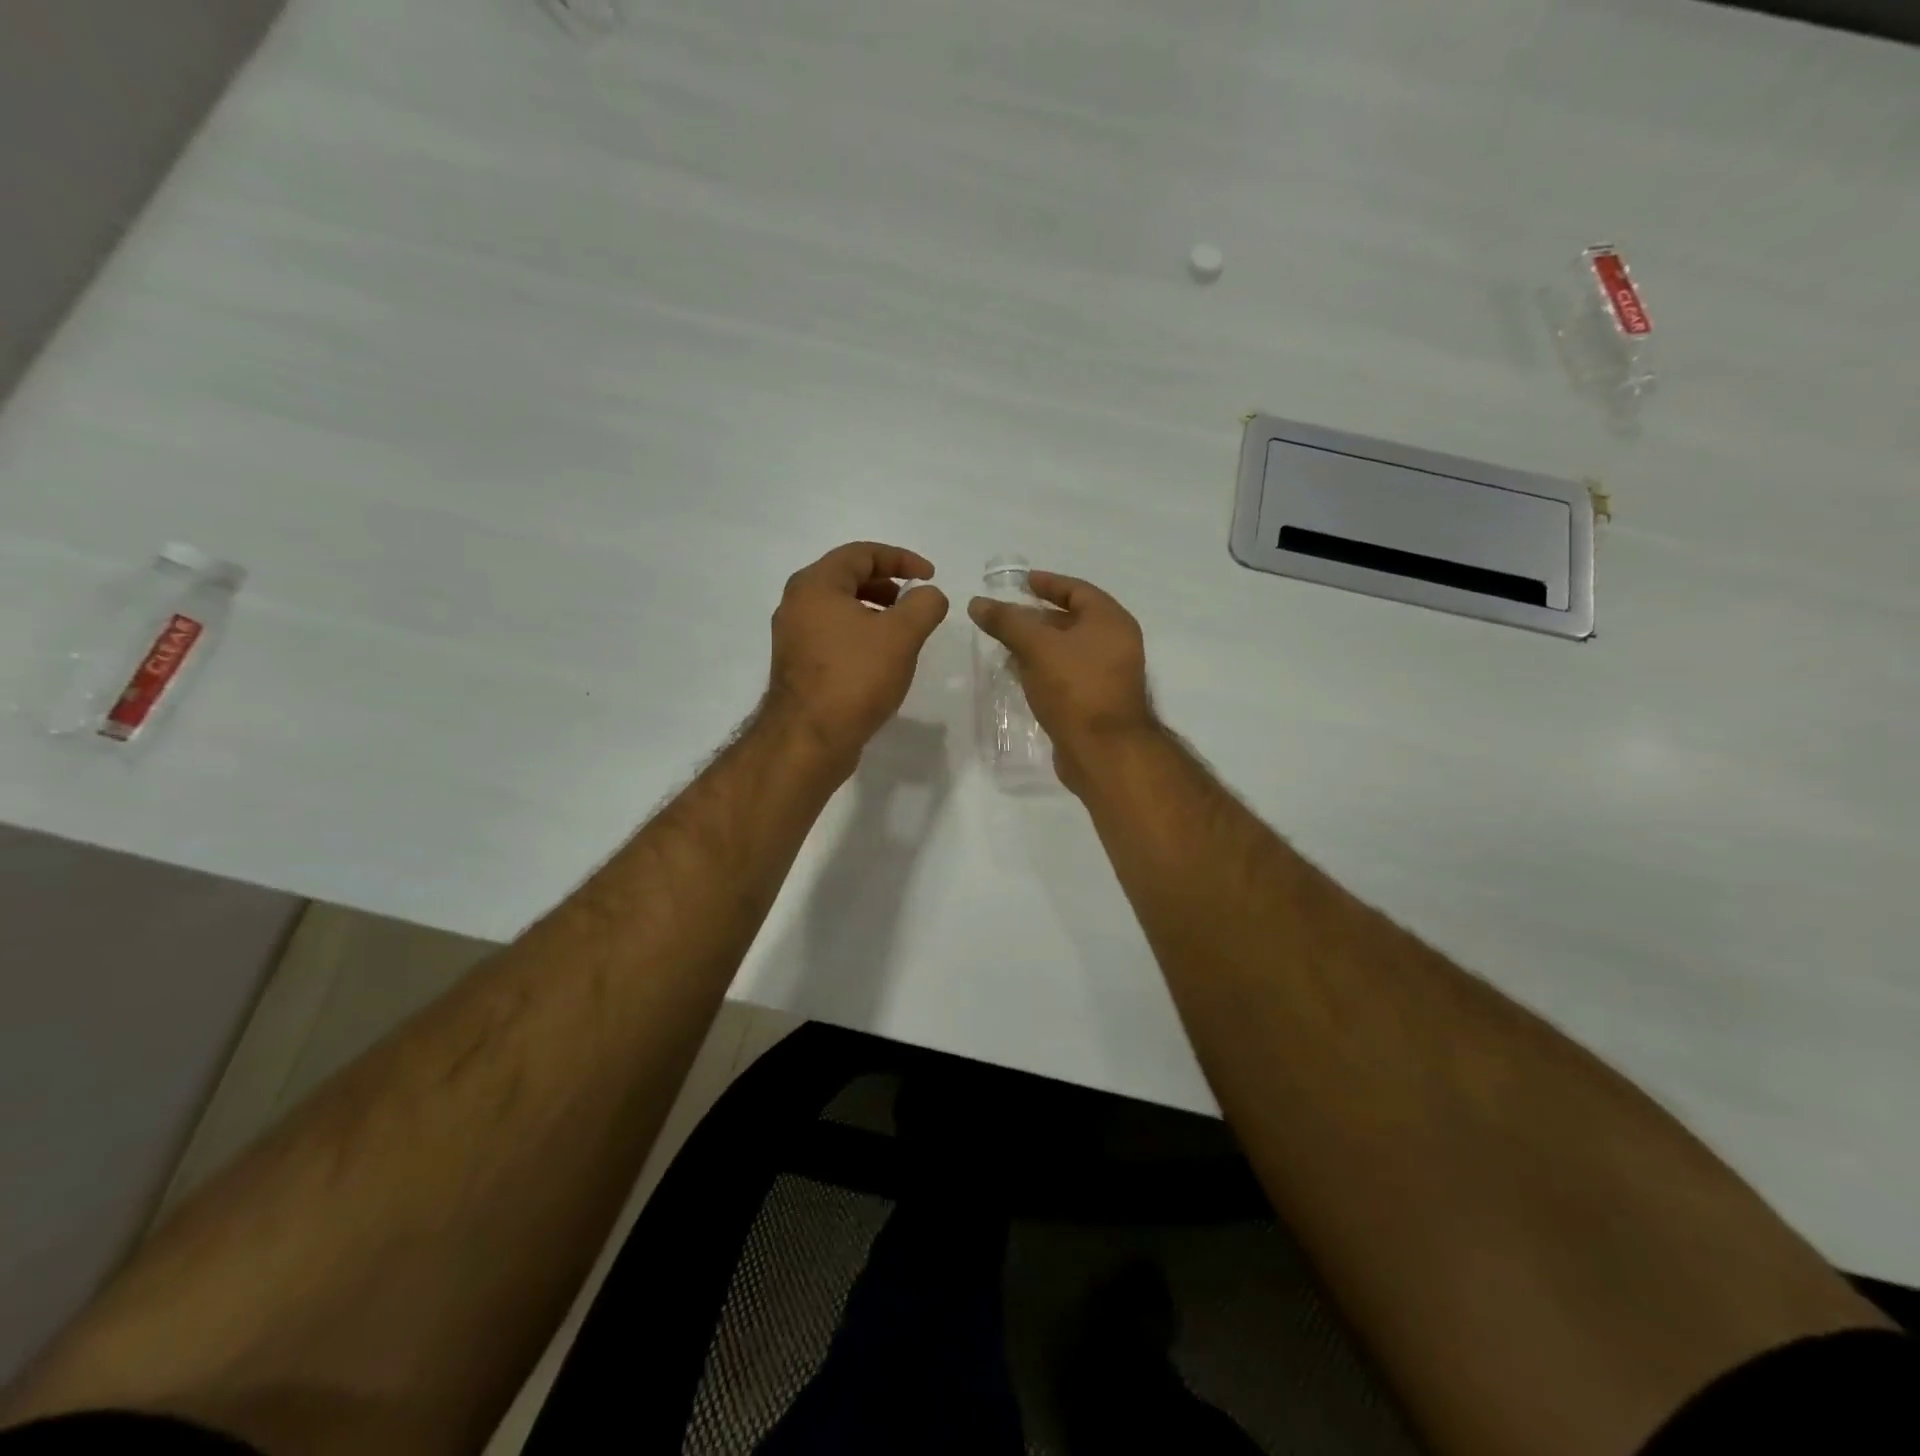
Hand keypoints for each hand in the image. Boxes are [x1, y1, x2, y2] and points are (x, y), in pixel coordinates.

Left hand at [767, 542, 949, 766]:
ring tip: (902, 631)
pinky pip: (832, 635)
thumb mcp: (901, 635)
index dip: (901, 559)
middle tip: (915, 600)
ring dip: (874, 611)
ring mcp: (793, 636)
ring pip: (839, 609)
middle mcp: (796, 604)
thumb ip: (923, 605)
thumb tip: (930, 595)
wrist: (809, 739)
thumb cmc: (855, 677)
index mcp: (815, 585)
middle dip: (887, 584)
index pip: (861, 554)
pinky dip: (859, 634)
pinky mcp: (797, 665)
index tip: (930, 576)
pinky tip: (880, 659)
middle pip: (847, 578)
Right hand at [967, 570, 1155, 793]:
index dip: (1047, 583)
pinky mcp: (1097, 702)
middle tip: (1006, 617)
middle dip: (1037, 617)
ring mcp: (1108, 675)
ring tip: (1005, 646)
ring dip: (1038, 646)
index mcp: (1111, 621)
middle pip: (1073, 620)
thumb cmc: (1075, 688)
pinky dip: (1044, 670)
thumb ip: (1007, 622)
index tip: (1020, 583)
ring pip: (1068, 650)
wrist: (1103, 752)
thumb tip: (978, 602)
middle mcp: (1115, 643)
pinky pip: (1067, 675)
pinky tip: (1020, 675)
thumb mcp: (1036, 647)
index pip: (1077, 589)